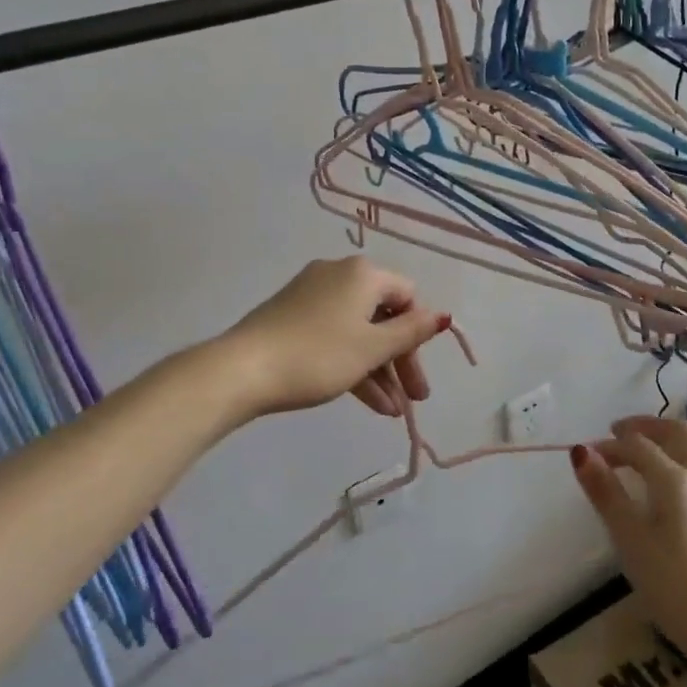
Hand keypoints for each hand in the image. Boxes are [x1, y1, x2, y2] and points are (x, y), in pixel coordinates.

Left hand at [221, 257, 448, 418]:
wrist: (243, 369)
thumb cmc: (318, 355)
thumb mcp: (371, 348)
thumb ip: (411, 332)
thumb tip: (443, 315)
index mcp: (362, 274)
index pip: (407, 296)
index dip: (419, 335)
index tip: (418, 373)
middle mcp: (338, 274)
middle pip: (383, 315)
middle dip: (400, 359)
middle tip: (414, 399)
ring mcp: (312, 294)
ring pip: (358, 330)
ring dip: (378, 369)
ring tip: (391, 411)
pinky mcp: (292, 316)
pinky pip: (334, 336)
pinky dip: (352, 363)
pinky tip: (367, 401)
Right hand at [572, 417, 686, 651]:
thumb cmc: (671, 585)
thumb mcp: (628, 537)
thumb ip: (605, 491)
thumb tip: (581, 452)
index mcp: (674, 478)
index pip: (637, 447)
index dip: (610, 447)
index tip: (589, 457)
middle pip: (680, 433)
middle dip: (648, 426)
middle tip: (622, 432)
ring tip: (667, 443)